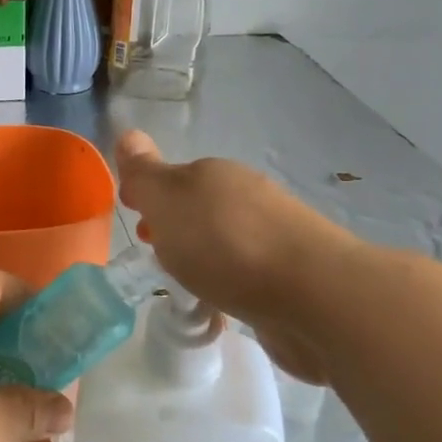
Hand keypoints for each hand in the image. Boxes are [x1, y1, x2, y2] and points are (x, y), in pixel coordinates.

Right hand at [115, 131, 349, 383]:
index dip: (150, 196)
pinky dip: (228, 285)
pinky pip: (245, 275)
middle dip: (175, 227)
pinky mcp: (289, 278)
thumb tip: (128, 134)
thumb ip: (145, 173)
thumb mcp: (169, 201)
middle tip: (155, 255)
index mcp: (215, 174)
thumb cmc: (226, 243)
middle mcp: (247, 197)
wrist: (313, 295)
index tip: (136, 221)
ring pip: (223, 241)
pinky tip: (221, 307)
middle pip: (200, 208)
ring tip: (185, 286)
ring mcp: (273, 236)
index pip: (174, 178)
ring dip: (203, 257)